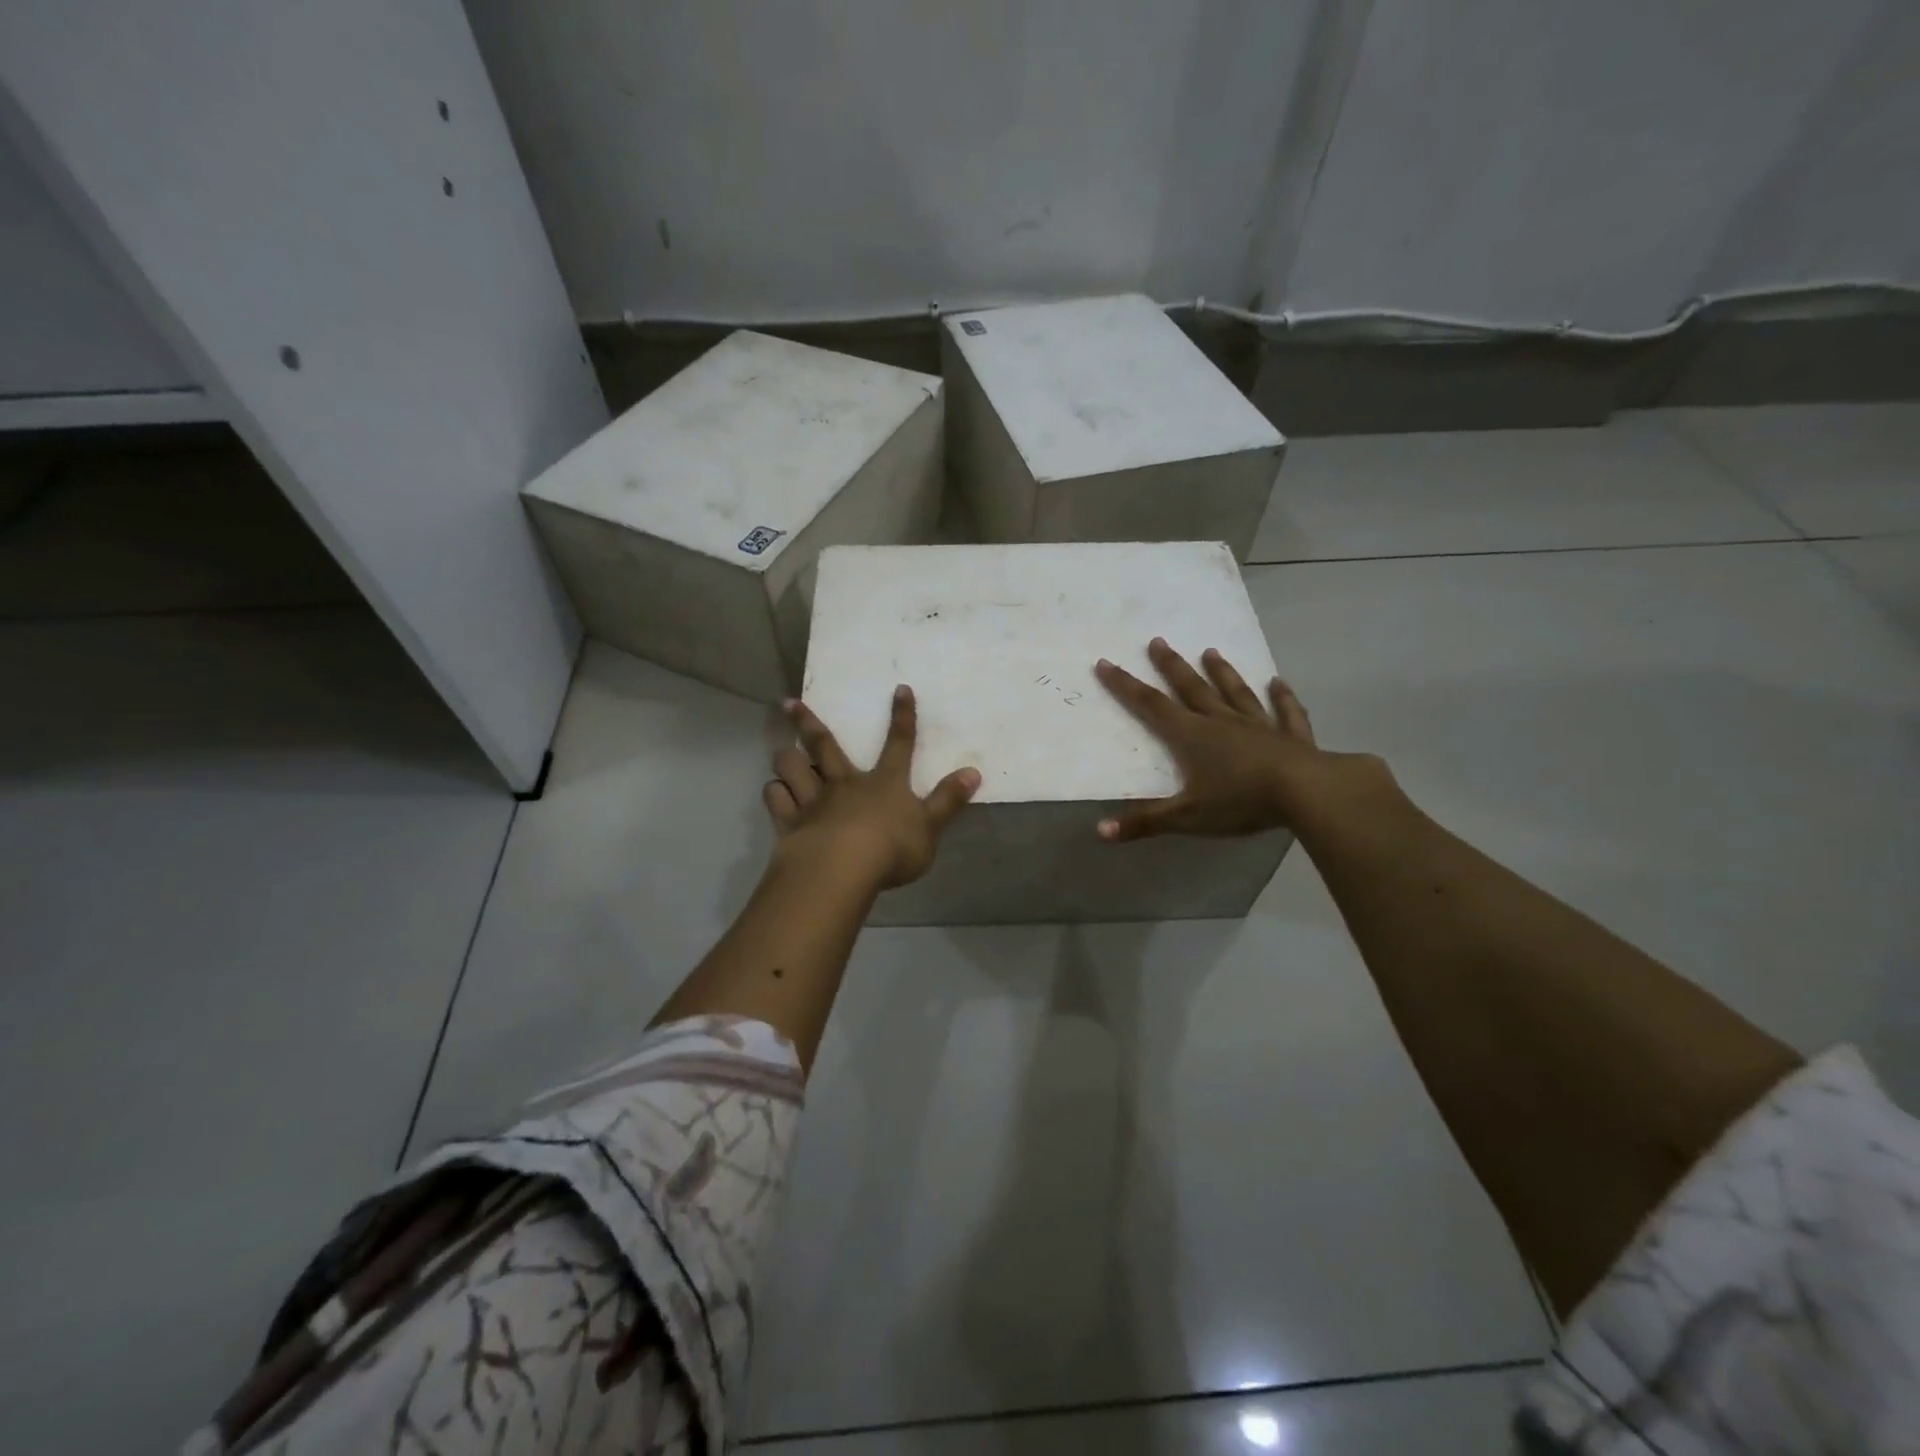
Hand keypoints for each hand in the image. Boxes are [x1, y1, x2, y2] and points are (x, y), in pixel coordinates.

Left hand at [765, 685, 980, 888]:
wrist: (842, 869)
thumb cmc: (891, 849)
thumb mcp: (930, 827)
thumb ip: (948, 800)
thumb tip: (973, 772)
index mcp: (884, 782)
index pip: (899, 744)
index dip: (902, 716)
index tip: (900, 689)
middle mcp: (845, 783)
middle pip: (824, 745)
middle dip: (808, 722)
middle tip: (788, 703)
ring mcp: (814, 801)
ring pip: (792, 768)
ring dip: (786, 759)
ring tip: (782, 754)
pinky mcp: (790, 823)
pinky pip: (776, 800)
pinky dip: (775, 794)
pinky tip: (775, 793)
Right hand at [1092, 638, 1323, 841]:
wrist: (1307, 792)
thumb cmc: (1241, 801)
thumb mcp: (1187, 817)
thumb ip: (1144, 823)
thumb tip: (1099, 830)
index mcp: (1192, 736)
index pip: (1151, 706)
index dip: (1125, 685)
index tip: (1106, 663)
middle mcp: (1221, 722)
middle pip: (1191, 688)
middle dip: (1171, 666)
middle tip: (1158, 641)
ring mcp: (1259, 725)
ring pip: (1235, 693)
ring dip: (1221, 672)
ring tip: (1210, 651)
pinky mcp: (1291, 735)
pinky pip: (1286, 711)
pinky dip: (1282, 696)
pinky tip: (1278, 683)